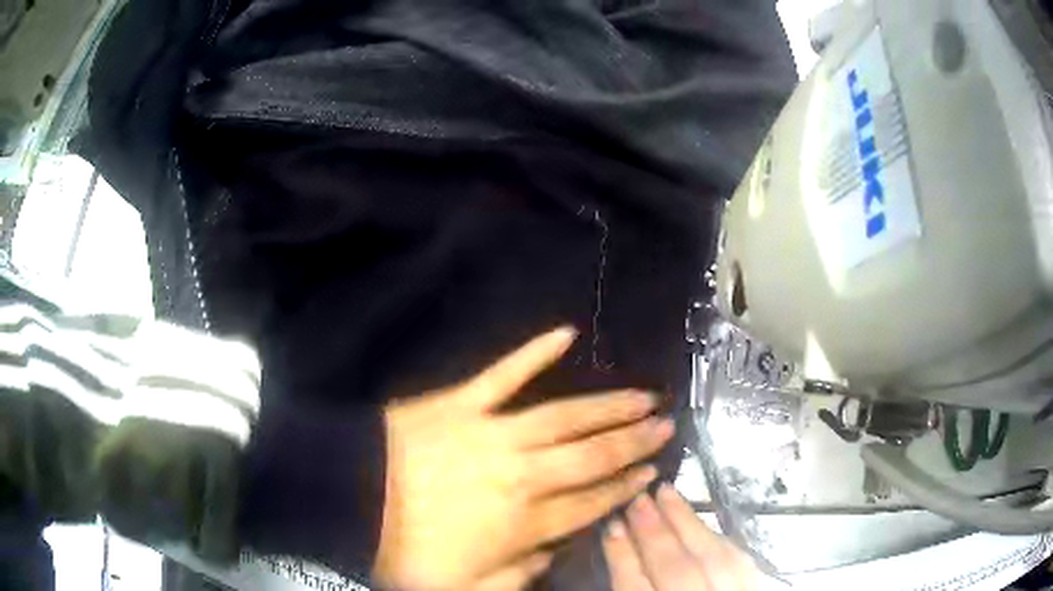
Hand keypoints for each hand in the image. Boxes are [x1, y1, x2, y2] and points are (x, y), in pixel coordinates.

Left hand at [374, 328, 674, 589]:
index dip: (625, 488)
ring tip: (642, 395)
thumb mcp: (464, 588)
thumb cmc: (403, 549)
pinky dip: (535, 353)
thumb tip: (553, 552)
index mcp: (523, 523)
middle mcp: (522, 475)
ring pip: (566, 418)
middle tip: (665, 424)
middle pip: (592, 457)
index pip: (591, 504)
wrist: (349, 500)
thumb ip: (518, 578)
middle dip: (634, 442)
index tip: (652, 471)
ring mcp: (494, 433)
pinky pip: (506, 374)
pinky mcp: (464, 402)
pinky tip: (566, 333)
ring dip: (608, 406)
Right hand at [603, 484, 758, 590]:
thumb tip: (619, 551)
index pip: (635, 589)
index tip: (610, 525)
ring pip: (712, 558)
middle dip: (653, 532)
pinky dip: (717, 538)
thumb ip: (629, 590)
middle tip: (637, 498)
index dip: (621, 556)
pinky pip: (740, 562)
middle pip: (676, 570)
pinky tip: (700, 523)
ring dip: (687, 523)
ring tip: (666, 493)